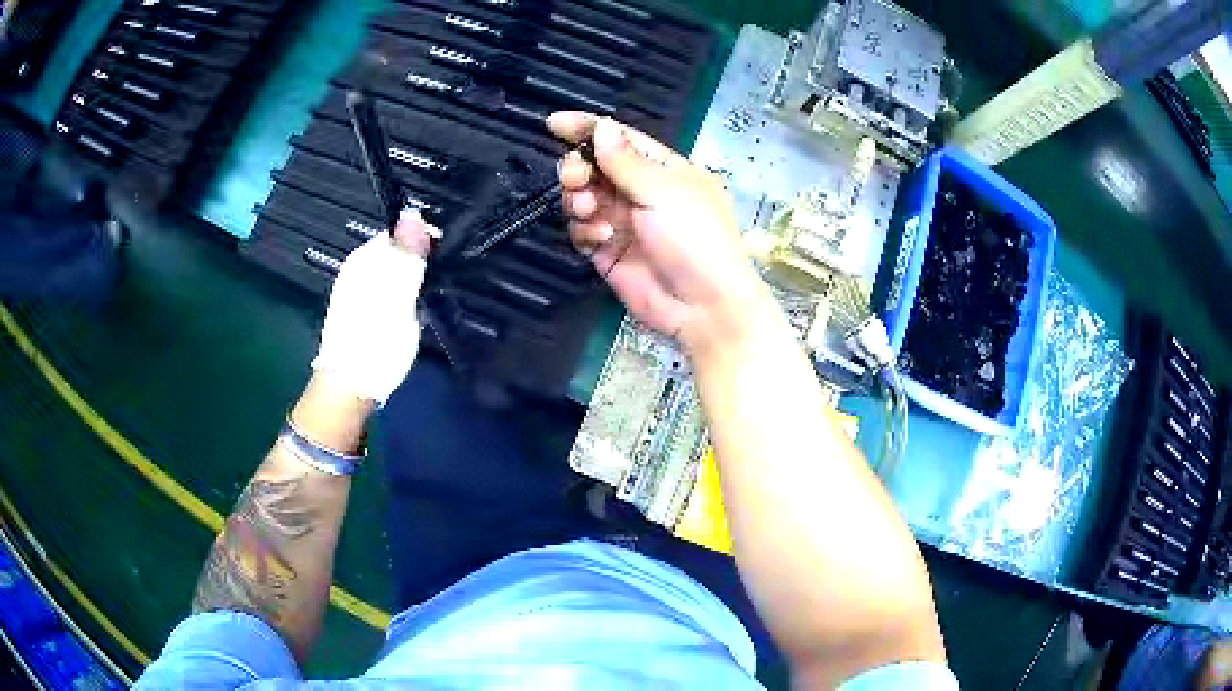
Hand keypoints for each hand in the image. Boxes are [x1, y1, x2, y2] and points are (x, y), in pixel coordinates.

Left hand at [311, 209, 435, 405]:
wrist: (350, 388)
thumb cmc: (375, 343)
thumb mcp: (398, 296)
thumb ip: (407, 255)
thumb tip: (414, 213)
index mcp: (364, 258)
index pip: (401, 231)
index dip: (425, 240)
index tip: (446, 257)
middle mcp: (358, 268)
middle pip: (397, 252)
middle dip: (419, 262)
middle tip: (438, 283)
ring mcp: (358, 290)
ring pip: (394, 273)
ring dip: (413, 282)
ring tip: (427, 300)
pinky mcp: (362, 311)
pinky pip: (388, 291)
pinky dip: (403, 297)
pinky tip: (411, 314)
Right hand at [548, 111, 768, 357]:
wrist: (703, 307)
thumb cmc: (696, 239)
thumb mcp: (664, 191)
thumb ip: (626, 161)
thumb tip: (602, 126)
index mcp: (663, 168)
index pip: (619, 139)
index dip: (587, 128)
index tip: (553, 124)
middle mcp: (640, 191)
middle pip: (594, 167)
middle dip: (578, 168)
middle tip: (576, 178)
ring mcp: (624, 221)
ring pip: (583, 197)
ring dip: (579, 200)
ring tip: (591, 212)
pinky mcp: (609, 251)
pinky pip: (582, 230)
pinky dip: (584, 230)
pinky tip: (600, 238)